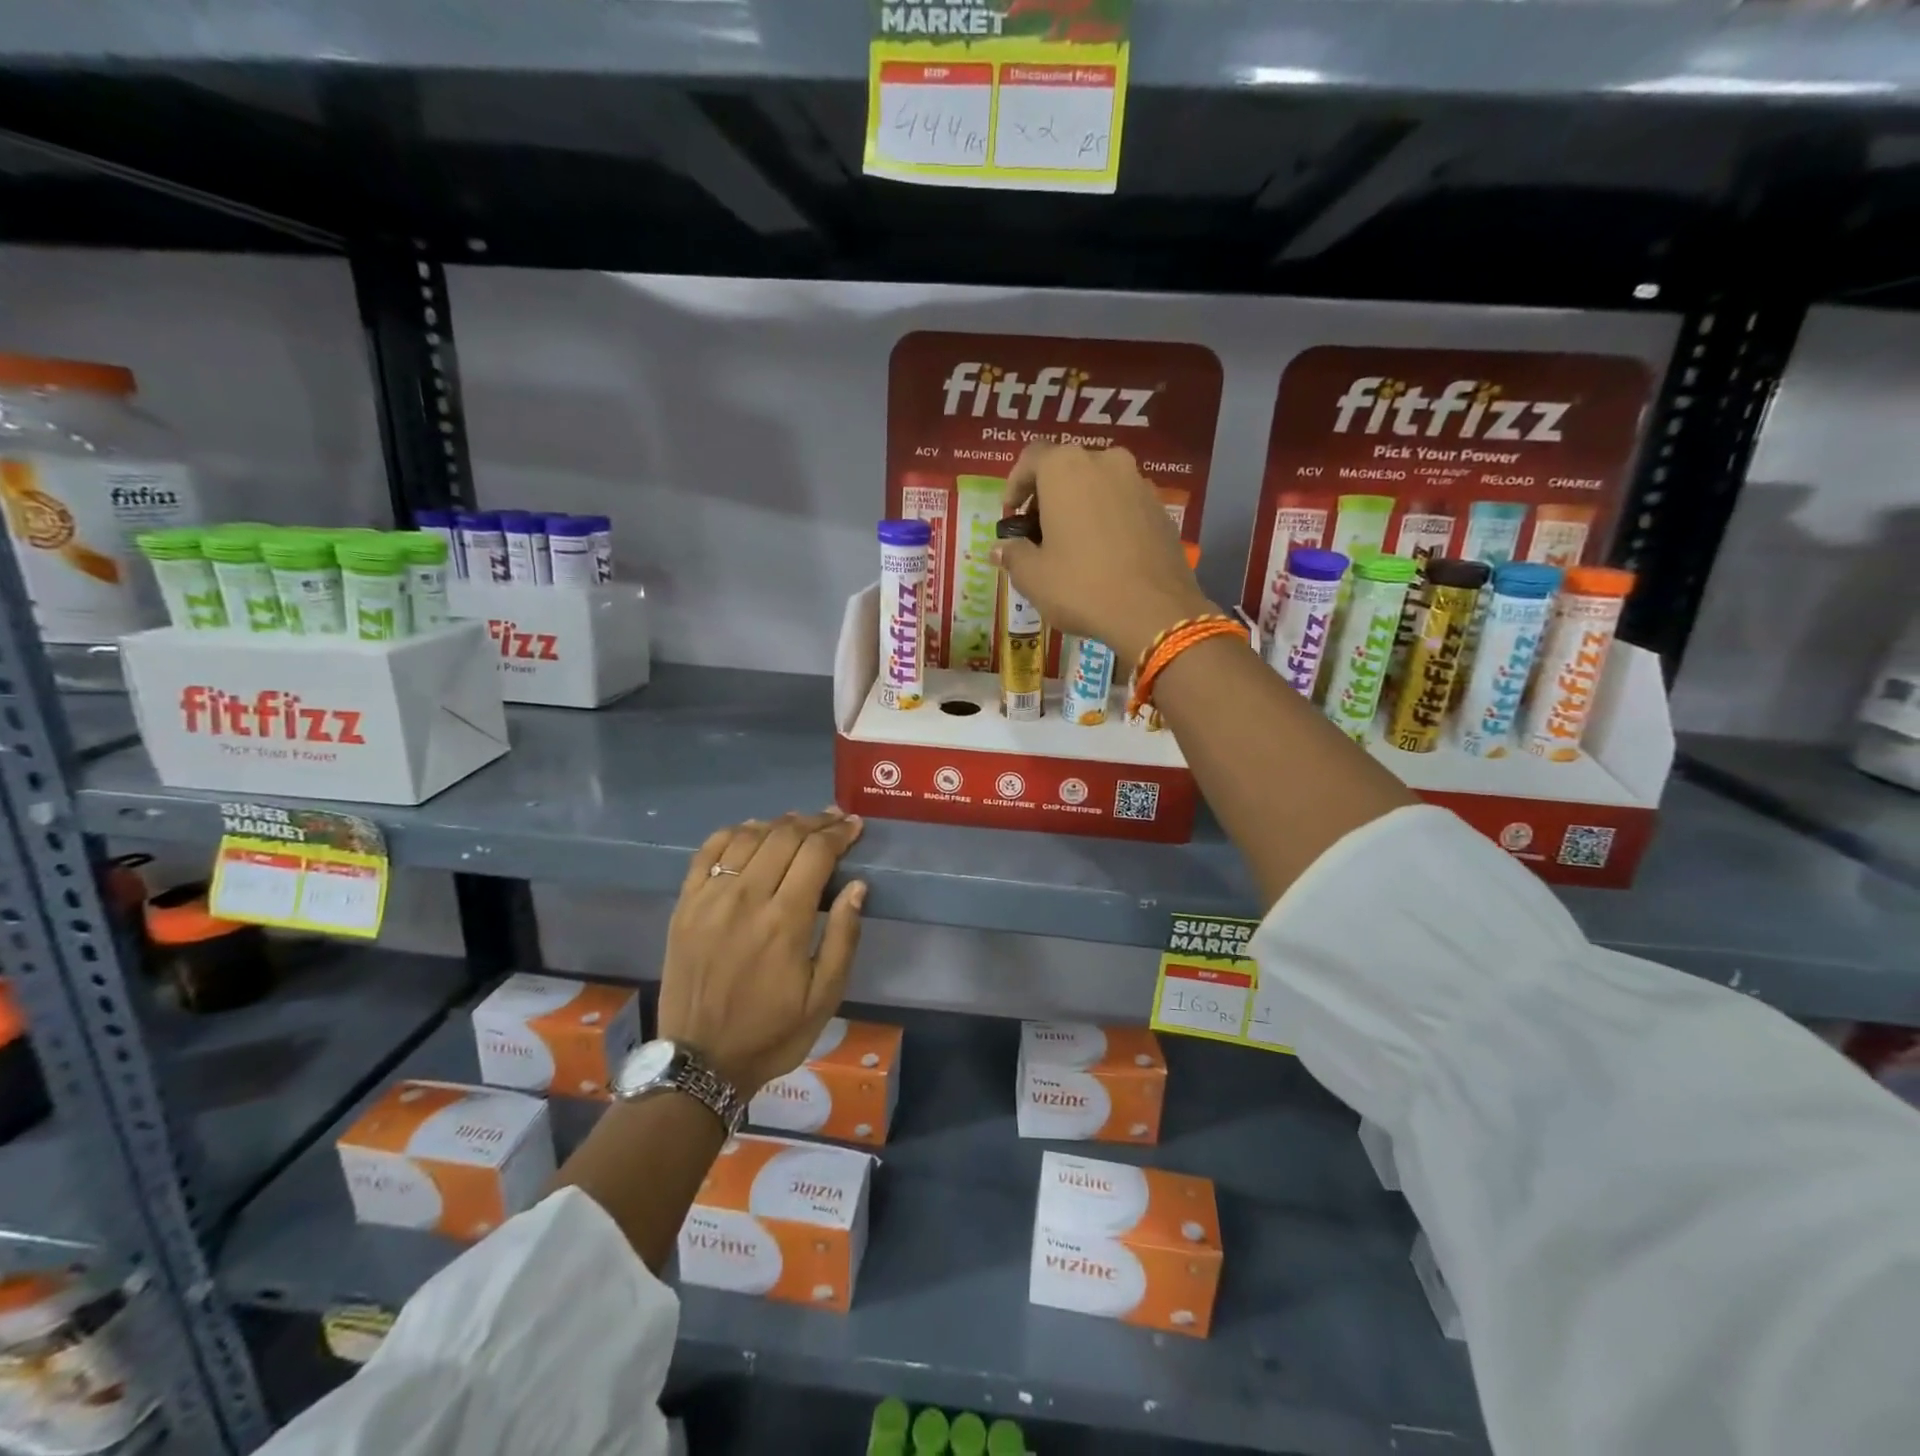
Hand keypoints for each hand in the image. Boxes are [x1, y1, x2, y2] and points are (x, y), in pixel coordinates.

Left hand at [656, 809, 866, 1095]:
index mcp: (784, 921)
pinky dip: (733, 832)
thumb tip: (857, 886)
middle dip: (815, 822)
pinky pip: (708, 851)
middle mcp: (745, 899)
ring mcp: (709, 899)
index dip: (838, 833)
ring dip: (778, 823)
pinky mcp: (685, 905)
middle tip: (834, 819)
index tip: (854, 826)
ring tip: (799, 823)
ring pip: (748, 837)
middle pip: (784, 836)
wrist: (700, 1063)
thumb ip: (843, 937)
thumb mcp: (825, 997)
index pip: (816, 853)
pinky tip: (751, 831)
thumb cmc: (772, 1033)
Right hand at [993, 443, 1215, 666]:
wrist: (1154, 611)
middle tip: (1038, 533)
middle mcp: (1105, 462)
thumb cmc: (1081, 586)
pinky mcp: (1161, 509)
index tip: (1010, 517)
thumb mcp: (1033, 576)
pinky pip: (1123, 505)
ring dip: (1080, 506)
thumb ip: (1013, 554)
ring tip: (1071, 545)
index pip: (1031, 458)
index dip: (1015, 486)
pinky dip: (1107, 520)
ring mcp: (1139, 483)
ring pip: (1098, 485)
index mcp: (1066, 468)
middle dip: (1048, 497)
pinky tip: (1103, 555)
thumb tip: (1000, 548)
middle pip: (1067, 469)